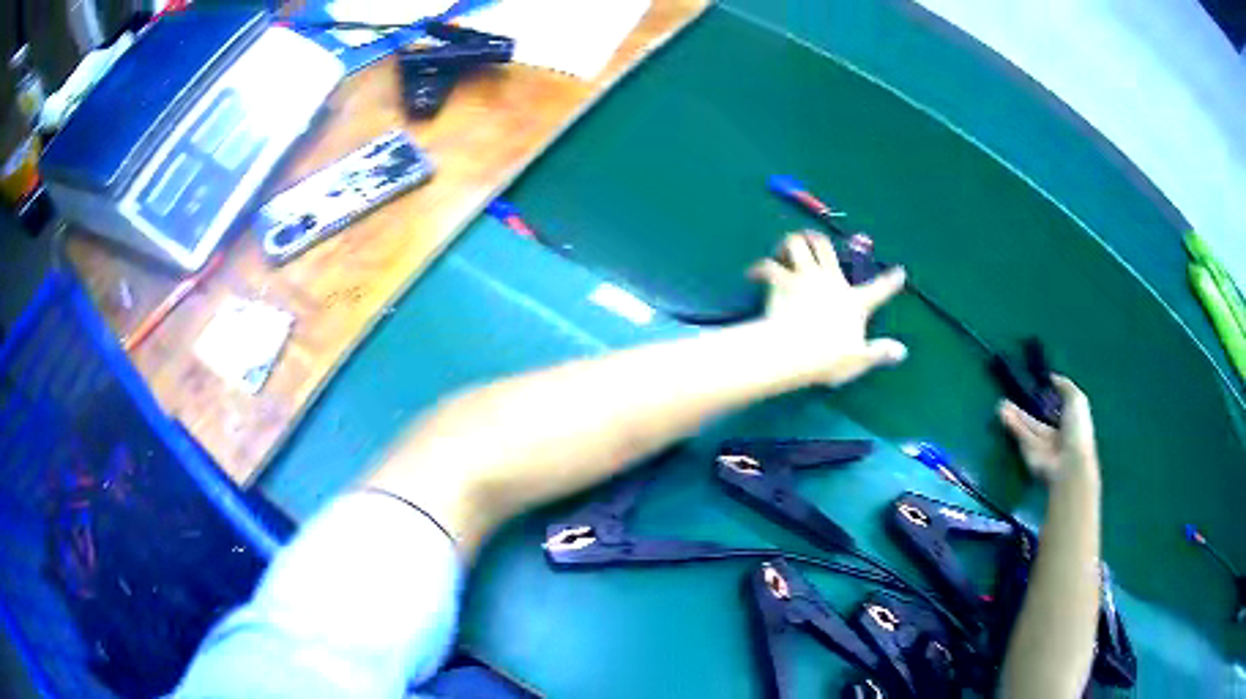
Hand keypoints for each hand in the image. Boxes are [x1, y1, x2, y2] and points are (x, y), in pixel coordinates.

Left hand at [749, 231, 907, 386]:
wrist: (796, 350)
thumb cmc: (829, 357)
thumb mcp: (859, 359)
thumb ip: (879, 352)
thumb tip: (901, 352)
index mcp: (854, 301)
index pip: (879, 290)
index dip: (891, 282)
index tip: (899, 271)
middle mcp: (831, 281)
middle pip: (825, 247)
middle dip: (817, 240)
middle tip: (811, 241)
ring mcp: (805, 278)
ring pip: (796, 244)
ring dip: (789, 243)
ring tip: (783, 249)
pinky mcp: (780, 282)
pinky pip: (767, 266)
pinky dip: (758, 269)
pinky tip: (753, 274)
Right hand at [998, 376, 1098, 485]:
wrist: (1068, 463)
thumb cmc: (1077, 429)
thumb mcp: (1077, 400)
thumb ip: (1064, 386)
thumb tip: (1052, 377)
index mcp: (1069, 422)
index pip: (1055, 410)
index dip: (1046, 399)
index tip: (1035, 387)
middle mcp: (1053, 434)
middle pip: (1037, 420)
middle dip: (1025, 408)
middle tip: (1012, 394)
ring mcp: (1040, 445)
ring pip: (1025, 427)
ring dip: (1014, 415)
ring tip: (1001, 403)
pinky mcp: (1028, 452)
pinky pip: (1019, 436)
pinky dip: (1011, 425)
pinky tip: (1002, 413)